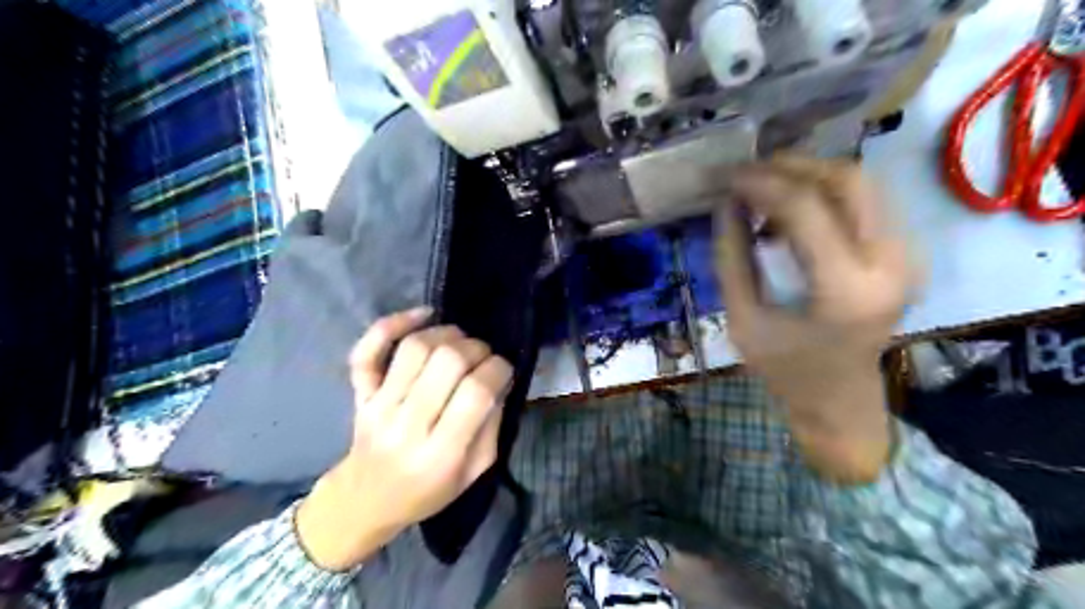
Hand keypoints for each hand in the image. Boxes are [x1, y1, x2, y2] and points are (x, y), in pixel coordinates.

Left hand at [296, 310, 510, 571]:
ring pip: (414, 348)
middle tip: (483, 356)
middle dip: (476, 348)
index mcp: (441, 454)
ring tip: (459, 340)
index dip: (498, 369)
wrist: (365, 501)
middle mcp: (406, 426)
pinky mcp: (360, 393)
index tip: (504, 368)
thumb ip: (492, 424)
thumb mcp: (475, 472)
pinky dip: (393, 323)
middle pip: (447, 362)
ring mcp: (378, 406)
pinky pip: (367, 350)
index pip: (476, 392)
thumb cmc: (428, 492)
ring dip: (446, 333)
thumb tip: (500, 378)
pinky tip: (423, 315)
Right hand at [718, 158, 912, 485]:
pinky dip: (824, 193)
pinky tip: (790, 209)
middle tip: (749, 173)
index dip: (762, 184)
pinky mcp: (904, 254)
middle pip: (848, 181)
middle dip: (793, 167)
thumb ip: (732, 257)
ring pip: (862, 184)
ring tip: (765, 187)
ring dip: (809, 175)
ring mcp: (906, 257)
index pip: (806, 210)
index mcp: (845, 290)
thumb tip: (727, 203)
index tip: (728, 177)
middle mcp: (890, 265)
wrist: (841, 399)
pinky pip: (865, 202)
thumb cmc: (785, 369)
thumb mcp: (742, 318)